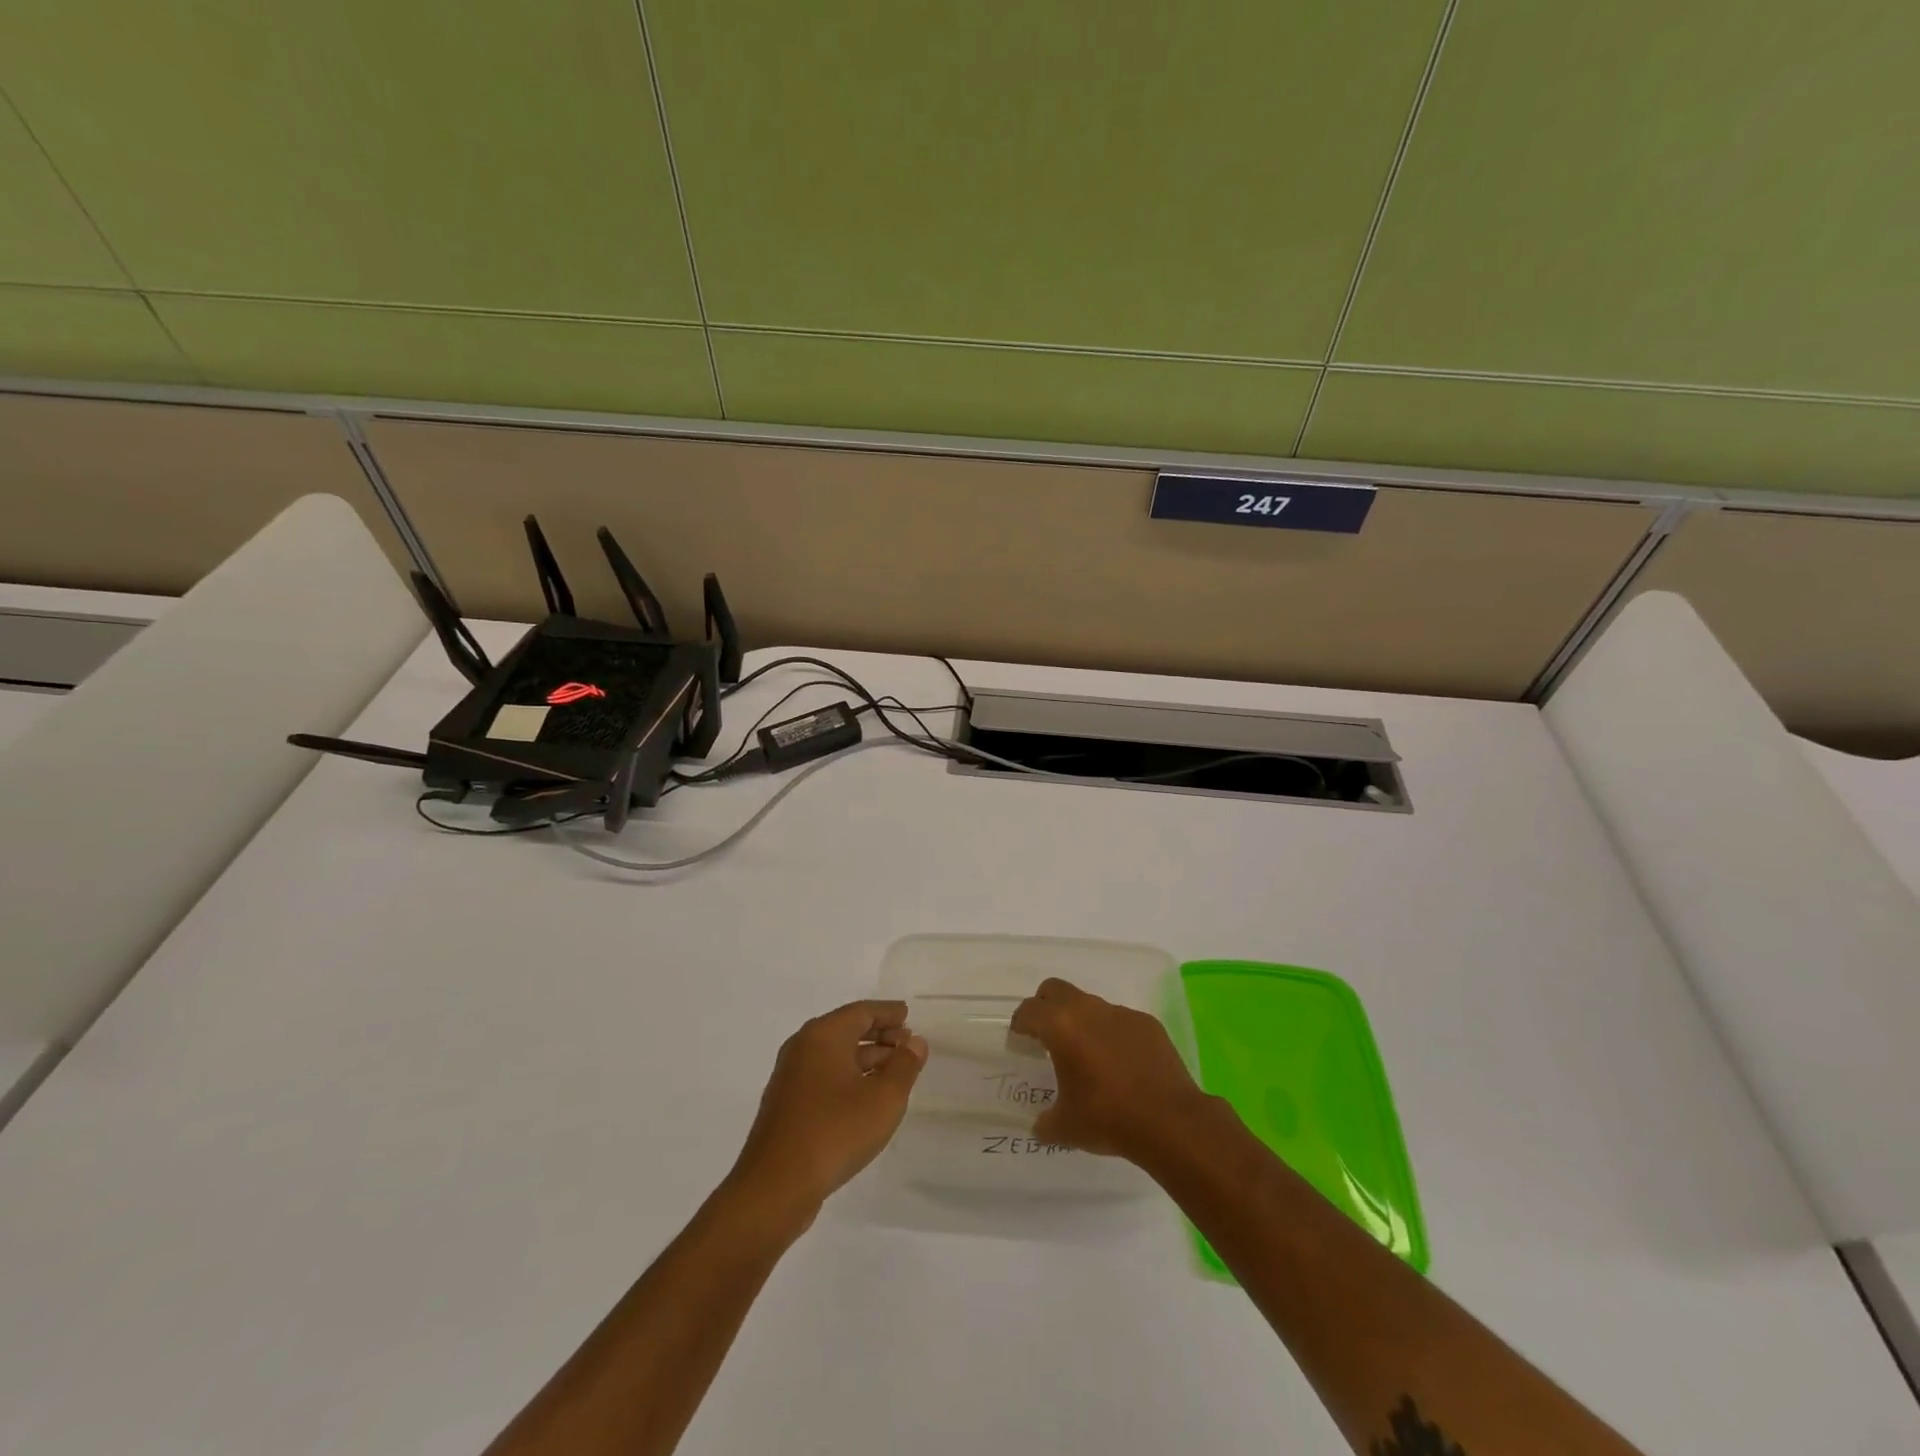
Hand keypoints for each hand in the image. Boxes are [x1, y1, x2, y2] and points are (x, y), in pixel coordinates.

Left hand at [729, 1001, 926, 1220]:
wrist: (776, 1186)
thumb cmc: (835, 1131)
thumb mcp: (884, 1098)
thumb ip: (904, 1065)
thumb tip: (914, 1042)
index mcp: (823, 1035)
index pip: (862, 1011)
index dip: (888, 1012)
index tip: (908, 1015)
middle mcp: (803, 1047)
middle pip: (846, 1029)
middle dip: (879, 1034)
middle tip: (907, 1044)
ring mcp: (790, 1076)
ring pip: (835, 1054)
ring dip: (866, 1058)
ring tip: (894, 1071)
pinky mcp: (786, 1104)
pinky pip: (824, 1075)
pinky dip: (849, 1076)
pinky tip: (866, 1096)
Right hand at [1010, 977, 1210, 1163]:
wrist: (1170, 1121)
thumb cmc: (1108, 1118)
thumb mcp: (1066, 1127)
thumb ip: (1046, 1121)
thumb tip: (1040, 1125)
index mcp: (1061, 1026)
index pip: (1030, 1010)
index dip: (1020, 1023)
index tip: (1019, 1037)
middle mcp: (1089, 1010)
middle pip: (1056, 990)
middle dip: (1046, 1006)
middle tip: (1046, 1034)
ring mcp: (1121, 1013)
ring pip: (1091, 1004)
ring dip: (1082, 1021)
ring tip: (1087, 1054)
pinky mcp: (1148, 1024)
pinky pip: (1120, 1021)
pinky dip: (1112, 1034)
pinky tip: (1120, 1064)